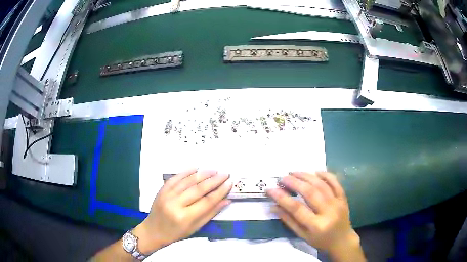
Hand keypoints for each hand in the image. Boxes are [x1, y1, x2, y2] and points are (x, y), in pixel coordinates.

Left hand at [134, 169, 232, 253]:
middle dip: (214, 180)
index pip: (207, 202)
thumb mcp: (195, 228)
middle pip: (198, 189)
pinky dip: (186, 172)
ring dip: (202, 174)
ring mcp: (167, 195)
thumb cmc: (175, 233)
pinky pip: (175, 178)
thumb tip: (226, 201)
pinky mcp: (162, 190)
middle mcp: (175, 204)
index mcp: (185, 217)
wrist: (154, 231)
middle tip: (224, 174)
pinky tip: (196, 168)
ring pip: (188, 181)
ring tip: (214, 171)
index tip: (229, 184)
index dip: (220, 191)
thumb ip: (210, 213)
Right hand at [267, 172, 364, 260]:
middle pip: (310, 193)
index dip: (282, 198)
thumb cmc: (320, 240)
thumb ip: (288, 221)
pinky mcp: (343, 198)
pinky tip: (315, 171)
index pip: (297, 209)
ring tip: (294, 172)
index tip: (271, 189)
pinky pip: (335, 182)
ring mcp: (338, 203)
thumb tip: (273, 206)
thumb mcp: (302, 235)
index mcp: (316, 225)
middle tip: (282, 178)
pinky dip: (326, 175)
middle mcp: (328, 212)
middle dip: (294, 183)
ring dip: (306, 176)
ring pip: (321, 185)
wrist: (342, 240)